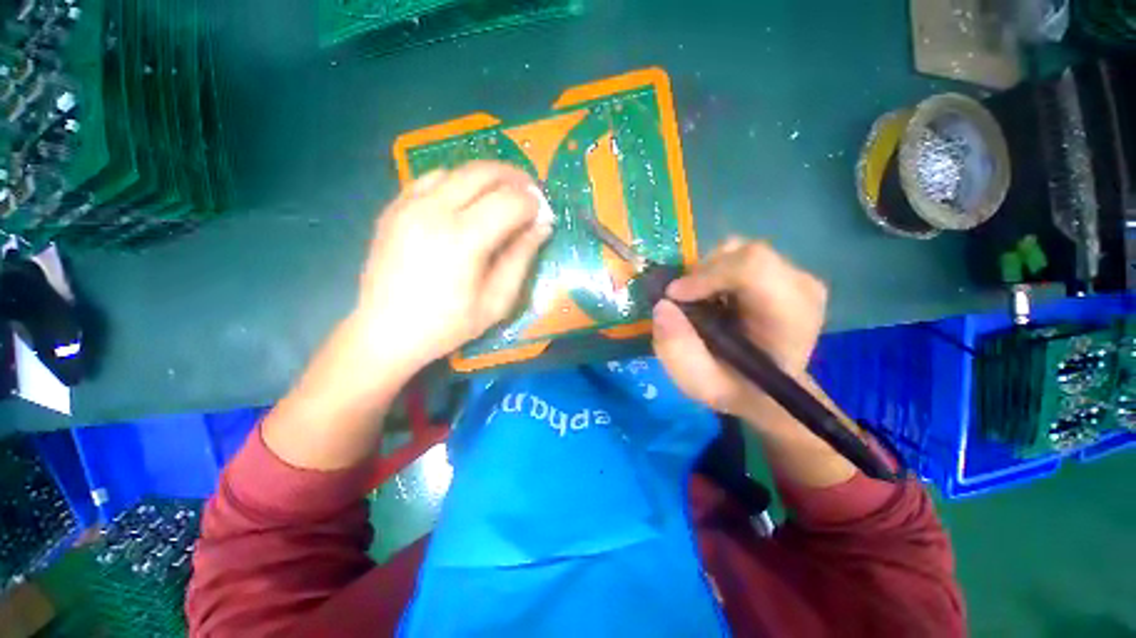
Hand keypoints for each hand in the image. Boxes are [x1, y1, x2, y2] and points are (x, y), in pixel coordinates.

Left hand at [263, 162, 550, 470]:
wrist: (378, 340)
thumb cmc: (445, 331)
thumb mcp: (496, 304)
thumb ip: (520, 259)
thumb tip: (538, 225)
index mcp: (463, 241)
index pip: (511, 201)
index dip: (535, 203)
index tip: (547, 213)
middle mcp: (433, 214)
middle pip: (484, 174)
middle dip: (515, 180)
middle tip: (531, 196)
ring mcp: (407, 208)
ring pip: (457, 170)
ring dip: (487, 176)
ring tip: (504, 196)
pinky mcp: (392, 212)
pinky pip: (432, 181)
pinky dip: (459, 182)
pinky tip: (469, 203)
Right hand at [652, 238, 825, 419]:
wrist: (766, 390)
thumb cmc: (736, 389)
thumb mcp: (699, 382)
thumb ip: (677, 349)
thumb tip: (662, 305)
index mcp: (789, 317)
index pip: (754, 267)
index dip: (706, 274)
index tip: (674, 296)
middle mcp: (801, 287)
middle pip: (743, 253)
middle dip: (700, 274)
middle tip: (683, 302)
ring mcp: (795, 276)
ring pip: (738, 250)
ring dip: (706, 273)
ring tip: (698, 302)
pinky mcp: (782, 272)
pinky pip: (738, 257)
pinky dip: (714, 272)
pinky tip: (712, 297)